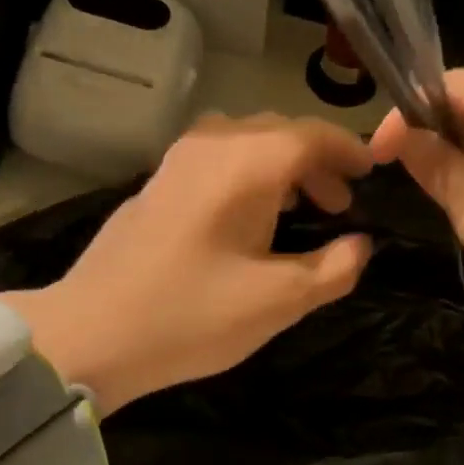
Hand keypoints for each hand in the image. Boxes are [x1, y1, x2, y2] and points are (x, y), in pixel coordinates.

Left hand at [8, 115, 373, 413]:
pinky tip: (250, 218)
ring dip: (282, 167)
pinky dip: (249, 175)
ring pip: (245, 143)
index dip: (347, 151)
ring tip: (302, 209)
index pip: (311, 136)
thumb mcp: (280, 301)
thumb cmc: (193, 315)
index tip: (371, 173)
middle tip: (342, 204)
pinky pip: (217, 160)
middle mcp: (211, 147)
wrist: (92, 333)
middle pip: (278, 132)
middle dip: (317, 161)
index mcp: (247, 165)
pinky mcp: (155, 185)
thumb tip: (361, 245)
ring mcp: (176, 163)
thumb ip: (334, 269)